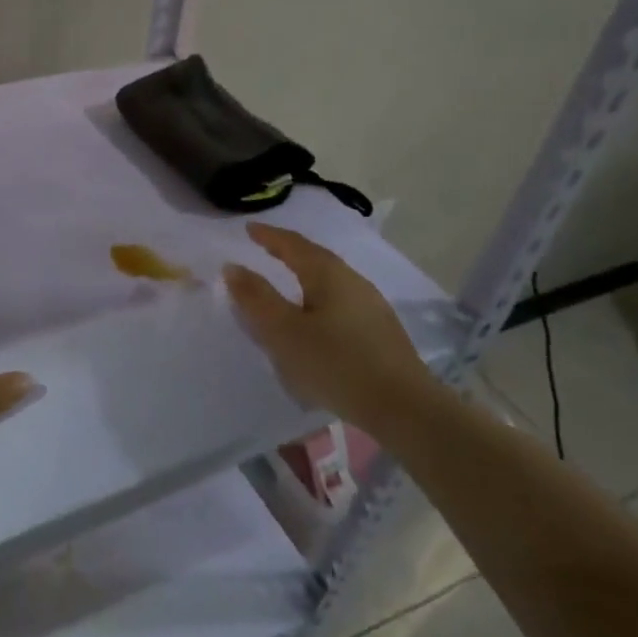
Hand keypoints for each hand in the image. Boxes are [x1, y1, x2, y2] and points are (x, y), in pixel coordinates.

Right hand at [223, 224, 435, 431]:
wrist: (404, 408)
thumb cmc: (335, 363)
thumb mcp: (284, 332)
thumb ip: (256, 298)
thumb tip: (233, 267)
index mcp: (329, 275)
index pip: (294, 245)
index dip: (269, 236)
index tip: (249, 228)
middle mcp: (353, 282)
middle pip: (316, 259)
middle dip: (289, 253)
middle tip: (266, 250)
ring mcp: (371, 308)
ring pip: (330, 283)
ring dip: (305, 279)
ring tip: (286, 286)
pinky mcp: (380, 334)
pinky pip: (340, 305)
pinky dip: (318, 302)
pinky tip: (314, 322)